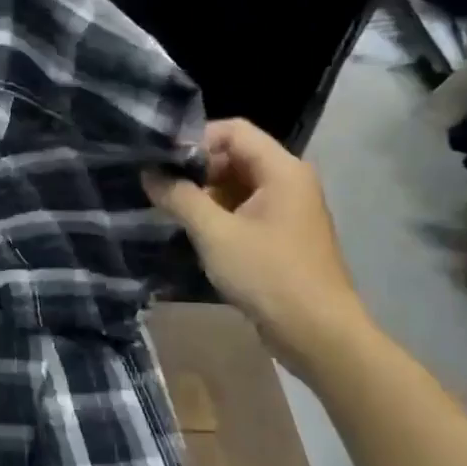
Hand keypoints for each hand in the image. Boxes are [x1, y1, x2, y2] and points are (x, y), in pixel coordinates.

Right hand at [143, 118, 368, 360]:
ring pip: (236, 184)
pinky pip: (242, 209)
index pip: (233, 130)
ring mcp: (286, 209)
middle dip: (195, 168)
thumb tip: (148, 173)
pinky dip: (216, 213)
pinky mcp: (280, 235)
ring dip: (203, 193)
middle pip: (234, 155)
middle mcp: (288, 181)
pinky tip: (191, 230)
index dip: (195, 139)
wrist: (318, 334)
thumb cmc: (269, 275)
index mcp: (282, 170)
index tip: (161, 161)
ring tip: (168, 208)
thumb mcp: (215, 233)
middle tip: (160, 187)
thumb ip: (179, 197)